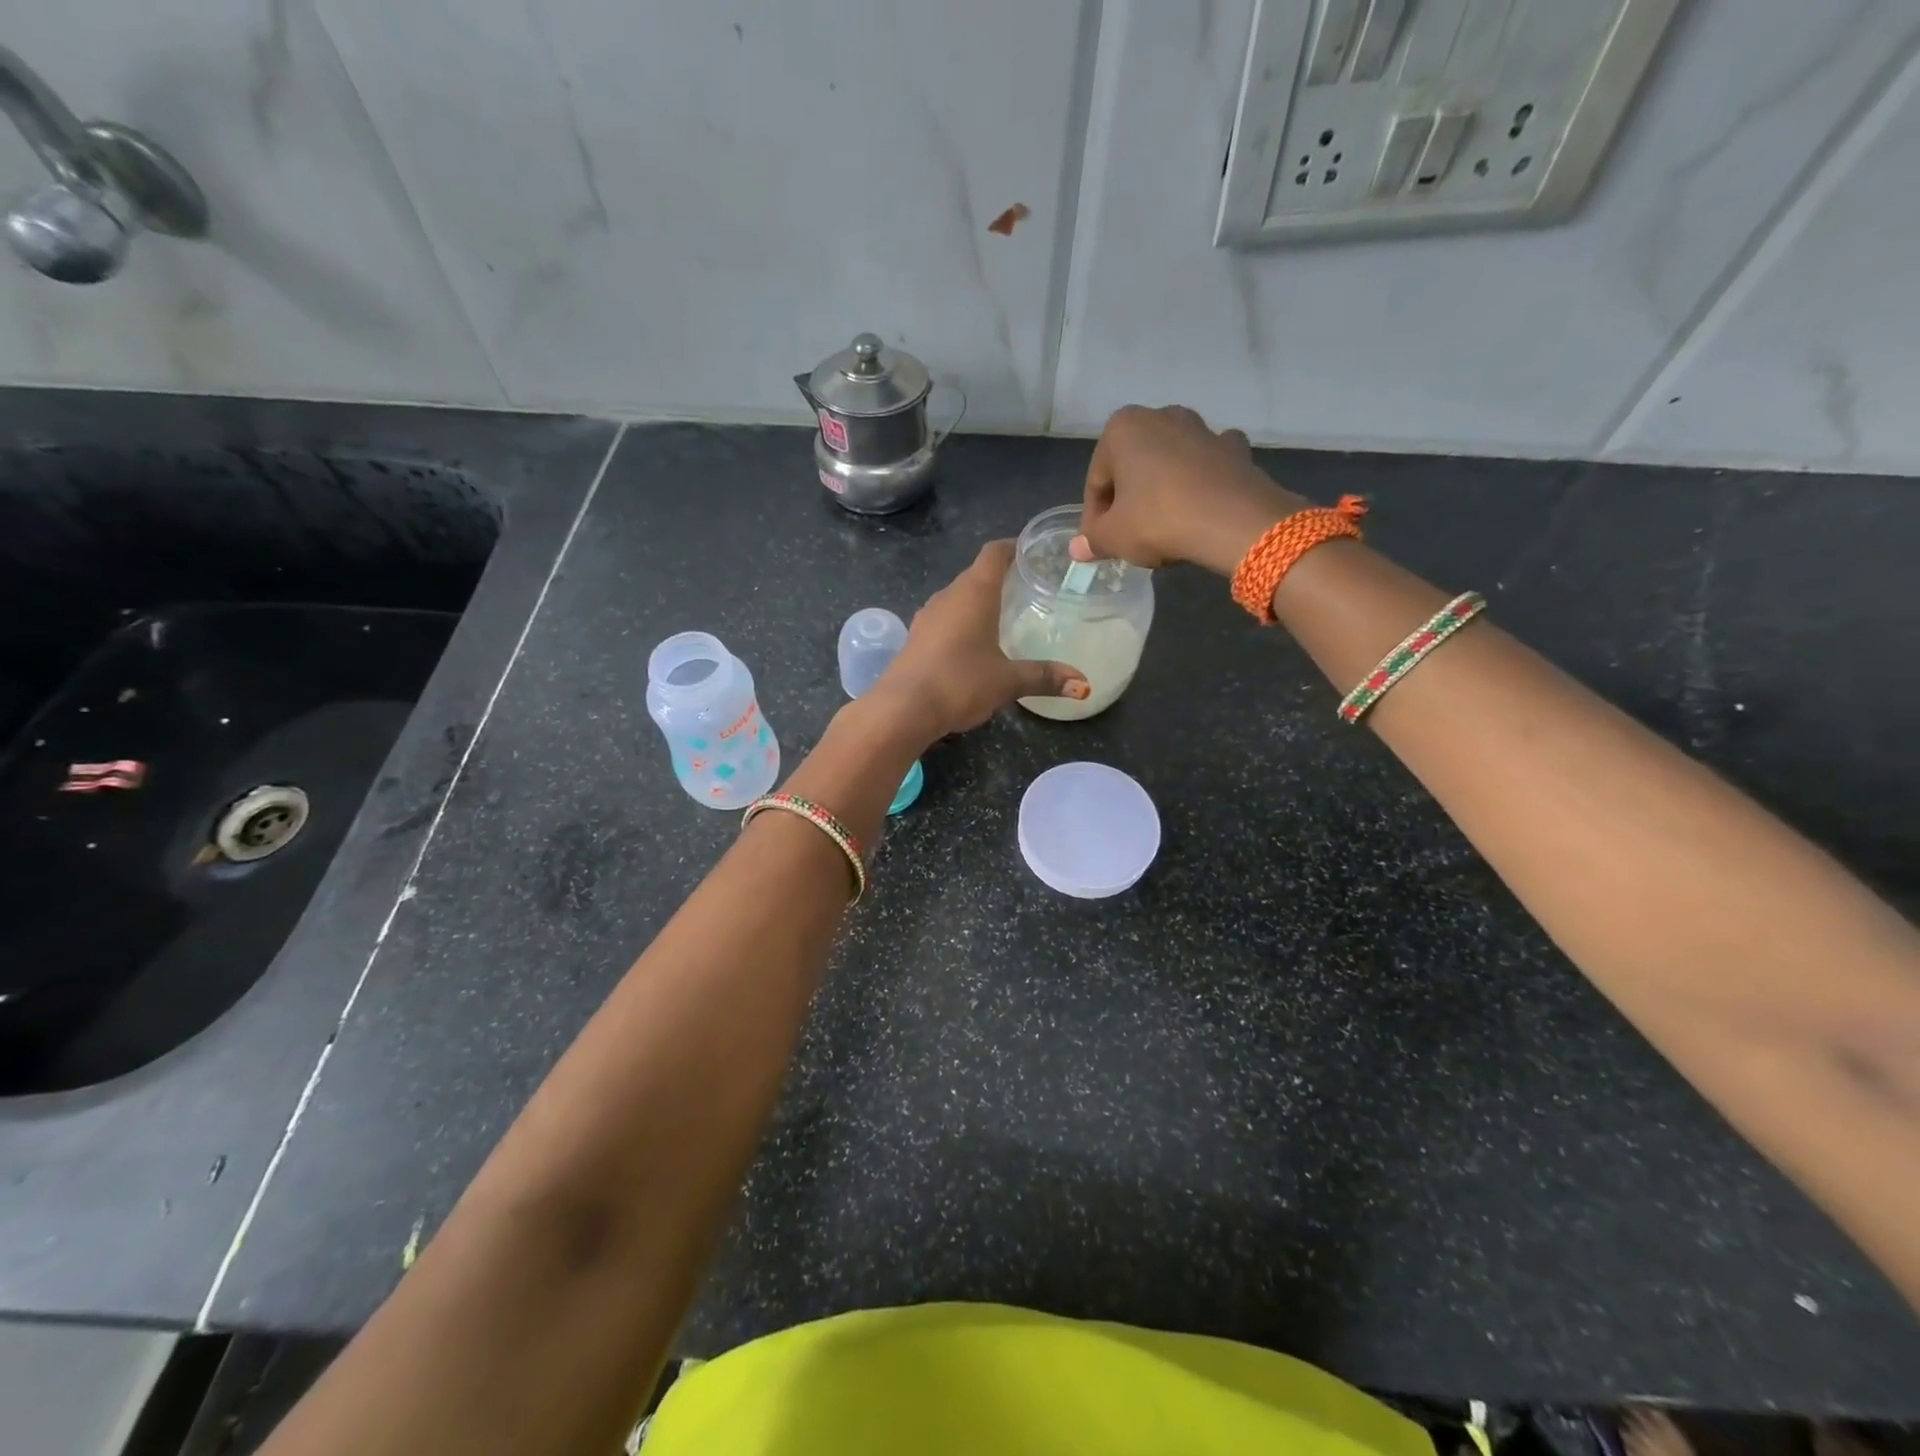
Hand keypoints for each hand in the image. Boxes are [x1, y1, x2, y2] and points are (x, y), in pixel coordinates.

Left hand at [869, 540, 1089, 739]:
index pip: (994, 553)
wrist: (902, 709)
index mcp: (974, 593)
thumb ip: (1044, 677)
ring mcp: (927, 616)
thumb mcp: (1007, 681)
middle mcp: (948, 596)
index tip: (1032, 551)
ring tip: (1003, 614)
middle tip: (1027, 586)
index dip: (1013, 547)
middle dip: (1000, 576)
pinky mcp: (916, 637)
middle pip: (975, 574)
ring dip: (978, 600)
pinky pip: (944, 618)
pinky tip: (973, 642)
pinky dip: (961, 620)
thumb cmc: (959, 683)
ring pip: (957, 597)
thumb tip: (1083, 685)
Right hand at [1072, 405, 1307, 576]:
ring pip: (1169, 464)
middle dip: (1128, 500)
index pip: (1096, 481)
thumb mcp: (1113, 537)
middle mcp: (1161, 416)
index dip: (1094, 517)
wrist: (1232, 521)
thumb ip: (1092, 540)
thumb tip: (1076, 549)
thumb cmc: (1158, 520)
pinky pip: (1206, 467)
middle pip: (1132, 468)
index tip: (1100, 543)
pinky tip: (1199, 507)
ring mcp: (1202, 428)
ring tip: (1164, 528)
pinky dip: (1200, 483)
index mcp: (1122, 428)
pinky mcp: (1233, 448)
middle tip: (1129, 537)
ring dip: (1161, 490)